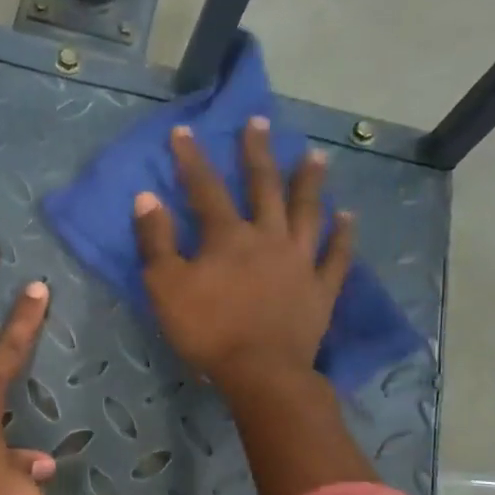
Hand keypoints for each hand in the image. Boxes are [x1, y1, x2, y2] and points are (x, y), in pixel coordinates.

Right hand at [132, 118, 354, 393]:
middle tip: (260, 123)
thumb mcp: (165, 287)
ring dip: (310, 183)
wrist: (260, 371)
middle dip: (258, 153)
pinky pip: (336, 256)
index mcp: (228, 237)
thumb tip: (147, 197)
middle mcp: (269, 237)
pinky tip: (347, 217)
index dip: (192, 159)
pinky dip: (343, 235)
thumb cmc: (207, 330)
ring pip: (307, 213)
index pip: (205, 188)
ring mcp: (300, 261)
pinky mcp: (321, 289)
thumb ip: (156, 241)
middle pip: (264, 187)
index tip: (184, 131)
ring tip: (316, 157)